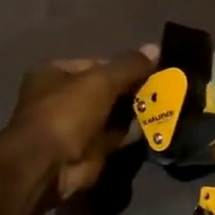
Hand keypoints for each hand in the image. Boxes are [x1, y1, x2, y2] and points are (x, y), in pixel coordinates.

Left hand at [7, 45, 157, 201]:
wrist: (49, 166)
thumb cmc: (67, 112)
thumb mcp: (100, 81)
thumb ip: (129, 66)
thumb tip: (155, 48)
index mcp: (54, 74)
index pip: (96, 65)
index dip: (122, 67)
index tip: (150, 70)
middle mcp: (62, 98)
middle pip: (105, 89)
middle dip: (131, 89)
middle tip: (162, 87)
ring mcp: (75, 126)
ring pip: (111, 114)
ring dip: (134, 111)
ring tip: (165, 104)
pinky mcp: (88, 150)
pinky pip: (115, 136)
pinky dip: (132, 132)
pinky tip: (155, 125)